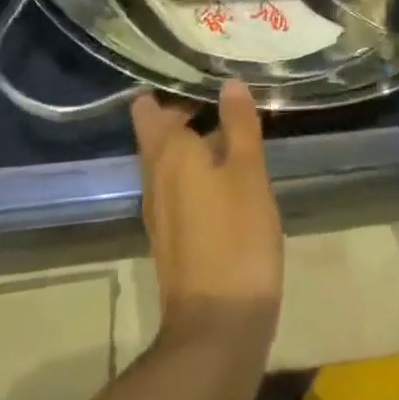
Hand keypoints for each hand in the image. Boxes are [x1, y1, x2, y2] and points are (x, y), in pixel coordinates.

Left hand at [131, 79, 283, 352]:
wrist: (216, 331)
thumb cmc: (235, 238)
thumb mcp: (248, 173)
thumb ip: (238, 124)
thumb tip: (229, 83)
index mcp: (168, 153)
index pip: (149, 108)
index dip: (167, 87)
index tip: (195, 67)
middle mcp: (155, 176)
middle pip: (159, 132)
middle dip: (184, 110)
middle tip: (222, 88)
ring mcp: (160, 210)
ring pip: (170, 161)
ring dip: (193, 141)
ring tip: (231, 123)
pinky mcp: (172, 237)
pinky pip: (179, 186)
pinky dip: (197, 170)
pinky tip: (227, 172)